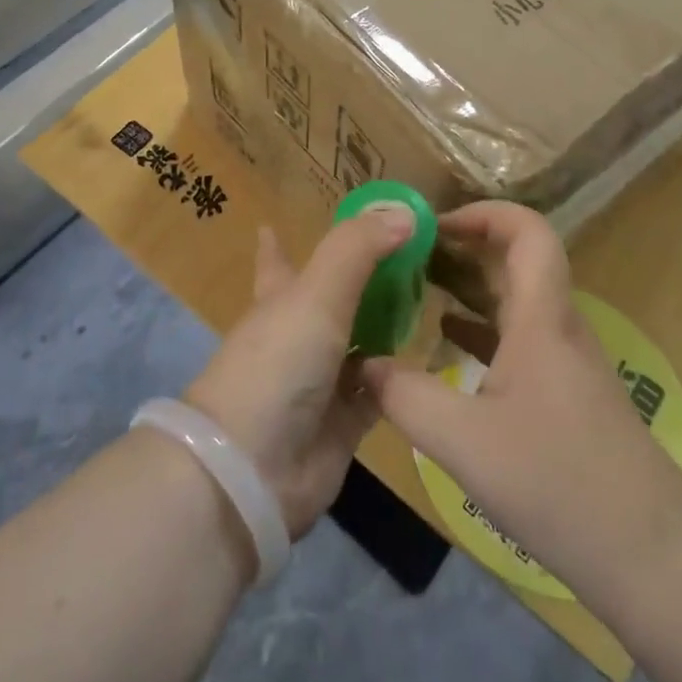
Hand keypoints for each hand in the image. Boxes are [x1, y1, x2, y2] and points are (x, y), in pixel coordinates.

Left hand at [183, 206, 410, 537]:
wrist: (253, 469)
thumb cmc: (278, 363)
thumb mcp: (316, 293)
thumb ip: (358, 248)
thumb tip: (404, 212)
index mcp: (280, 299)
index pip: (276, 262)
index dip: (275, 244)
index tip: (272, 224)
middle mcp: (298, 336)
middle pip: (330, 301)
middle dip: (358, 281)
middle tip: (403, 258)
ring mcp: (320, 381)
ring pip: (359, 345)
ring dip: (386, 326)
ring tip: (428, 300)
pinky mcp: (344, 424)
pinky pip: (379, 393)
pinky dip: (399, 378)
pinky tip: (428, 361)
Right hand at [360, 202, 681, 601]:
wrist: (651, 554)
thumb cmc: (558, 481)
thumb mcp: (464, 442)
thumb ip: (405, 397)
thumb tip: (362, 364)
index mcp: (541, 318)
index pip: (528, 231)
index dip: (484, 213)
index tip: (434, 225)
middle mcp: (557, 326)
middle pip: (516, 260)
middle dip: (463, 246)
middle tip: (408, 254)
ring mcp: (565, 360)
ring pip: (515, 300)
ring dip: (469, 286)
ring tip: (415, 287)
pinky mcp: (566, 392)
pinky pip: (518, 338)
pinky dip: (481, 327)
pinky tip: (447, 342)